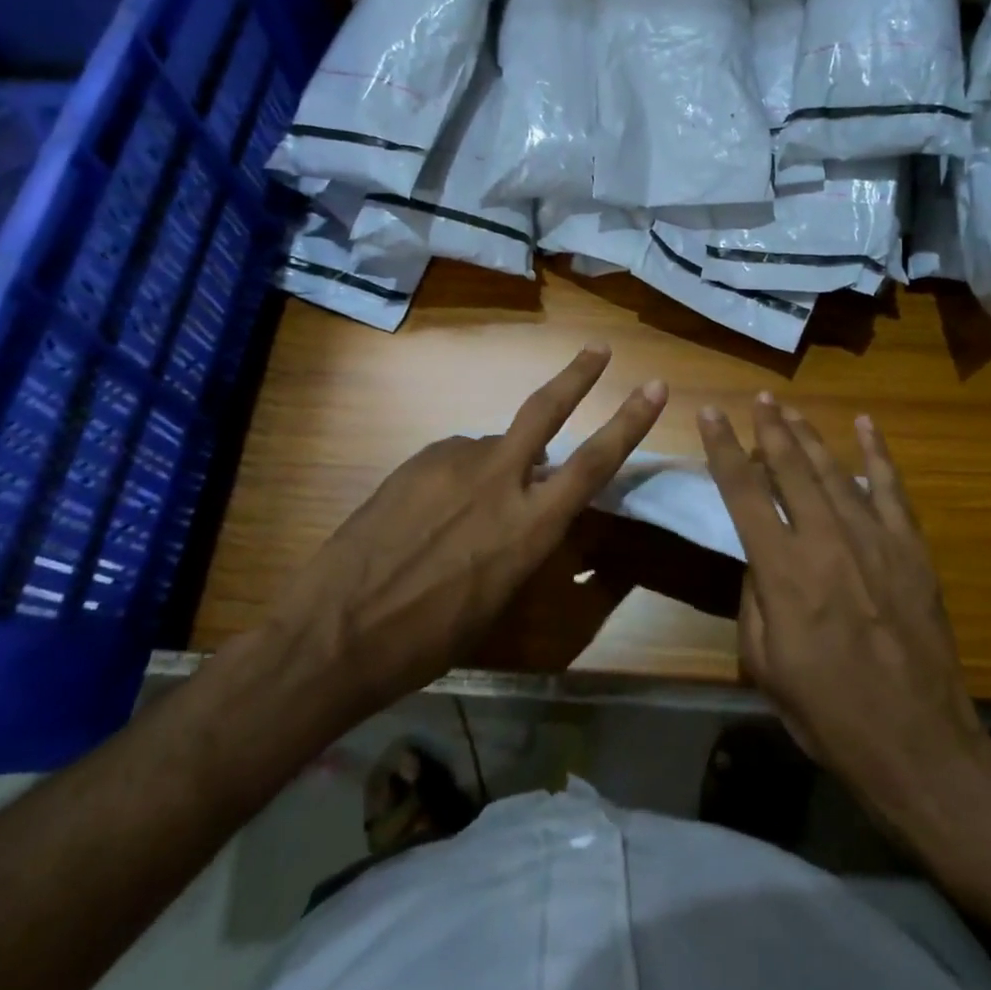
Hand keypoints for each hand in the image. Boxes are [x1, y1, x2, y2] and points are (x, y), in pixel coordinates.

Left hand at [277, 345, 665, 727]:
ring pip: (492, 446)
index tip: (654, 388)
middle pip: (545, 411)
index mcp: (528, 528)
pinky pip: (454, 459)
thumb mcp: (499, 596)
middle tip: (598, 349)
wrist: (336, 633)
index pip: (593, 464)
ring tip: (463, 514)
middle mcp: (497, 482)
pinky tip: (430, 513)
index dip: (629, 423)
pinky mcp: (417, 461)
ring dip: (496, 467)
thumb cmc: (429, 639)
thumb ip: (524, 538)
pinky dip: (458, 477)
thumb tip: (532, 501)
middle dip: (578, 376)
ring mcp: (453, 463)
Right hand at [698, 394, 990, 831]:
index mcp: (783, 570)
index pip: (743, 492)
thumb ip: (754, 600)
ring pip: (834, 470)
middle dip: (770, 428)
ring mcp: (874, 539)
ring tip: (790, 409)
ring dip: (809, 435)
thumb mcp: (764, 665)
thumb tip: (757, 557)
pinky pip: (891, 488)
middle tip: (758, 398)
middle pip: (791, 467)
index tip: (710, 414)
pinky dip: (877, 453)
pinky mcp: (911, 548)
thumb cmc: (829, 713)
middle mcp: (826, 540)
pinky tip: (867, 425)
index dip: (723, 449)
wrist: (918, 744)